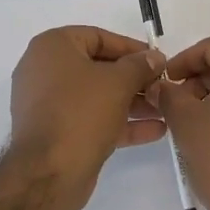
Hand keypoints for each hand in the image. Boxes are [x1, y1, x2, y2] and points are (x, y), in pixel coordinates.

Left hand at [9, 27, 166, 208]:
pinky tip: (155, 130)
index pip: (98, 37)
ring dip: (131, 102)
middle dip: (134, 79)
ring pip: (97, 96)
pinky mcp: (56, 132)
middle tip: (162, 86)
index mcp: (52, 47)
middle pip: (98, 68)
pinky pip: (91, 119)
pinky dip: (119, 122)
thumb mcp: (118, 82)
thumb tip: (154, 57)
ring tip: (164, 109)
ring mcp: (48, 104)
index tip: (157, 60)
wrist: (48, 173)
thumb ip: (140, 65)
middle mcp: (45, 70)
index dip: (131, 47)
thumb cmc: (81, 112)